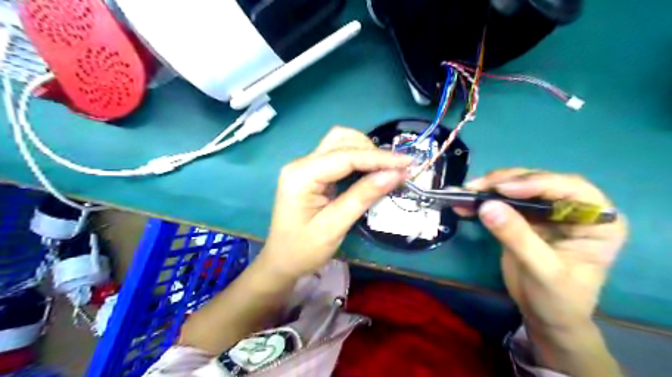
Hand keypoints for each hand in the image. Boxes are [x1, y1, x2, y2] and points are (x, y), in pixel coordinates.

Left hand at [259, 128, 411, 278]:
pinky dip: (358, 159)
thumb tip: (395, 174)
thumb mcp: (335, 226)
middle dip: (372, 151)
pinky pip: (338, 156)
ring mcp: (305, 167)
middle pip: (341, 141)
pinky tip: (371, 170)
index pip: (346, 156)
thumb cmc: (304, 250)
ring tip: (387, 168)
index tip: (407, 163)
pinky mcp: (312, 173)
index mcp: (301, 175)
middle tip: (398, 168)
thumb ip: (363, 197)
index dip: (379, 158)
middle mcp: (301, 163)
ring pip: (339, 143)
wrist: (281, 262)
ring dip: (365, 151)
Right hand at [465, 171, 627, 341]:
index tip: (503, 189)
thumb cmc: (558, 298)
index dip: (536, 183)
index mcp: (598, 220)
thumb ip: (517, 237)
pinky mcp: (525, 216)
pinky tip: (464, 201)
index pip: (571, 189)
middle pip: (539, 182)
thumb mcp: (542, 270)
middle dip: (505, 181)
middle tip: (476, 187)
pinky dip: (483, 200)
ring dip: (489, 188)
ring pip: (517, 187)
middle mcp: (574, 208)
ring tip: (466, 192)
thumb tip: (487, 206)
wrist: (545, 316)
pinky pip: (503, 201)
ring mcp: (547, 211)